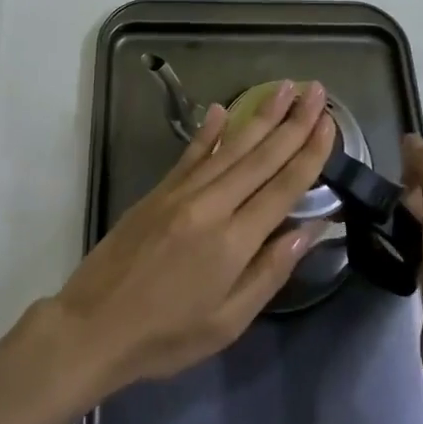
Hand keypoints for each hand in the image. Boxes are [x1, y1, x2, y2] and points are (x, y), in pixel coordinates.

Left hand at [52, 80, 334, 397]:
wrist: (93, 326)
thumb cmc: (167, 336)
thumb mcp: (228, 321)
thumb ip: (270, 271)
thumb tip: (309, 230)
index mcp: (233, 241)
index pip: (283, 187)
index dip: (309, 153)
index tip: (329, 123)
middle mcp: (211, 205)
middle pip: (261, 157)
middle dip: (293, 122)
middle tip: (316, 90)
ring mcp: (181, 193)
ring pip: (230, 147)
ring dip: (260, 116)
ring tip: (284, 88)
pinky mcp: (158, 191)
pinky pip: (191, 154)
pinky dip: (209, 131)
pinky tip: (222, 110)